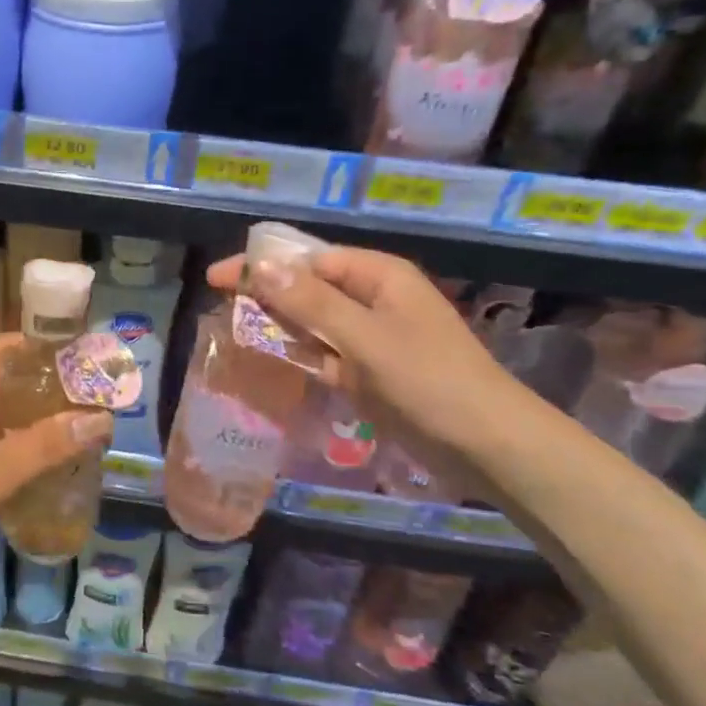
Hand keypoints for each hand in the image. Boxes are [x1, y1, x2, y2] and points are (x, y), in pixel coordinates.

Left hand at [0, 334, 112, 581]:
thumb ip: (48, 444)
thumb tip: (102, 417)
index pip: (10, 347)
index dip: (49, 347)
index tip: (90, 361)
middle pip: (12, 382)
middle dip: (54, 391)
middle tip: (98, 404)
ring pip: (5, 417)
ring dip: (40, 424)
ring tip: (84, 435)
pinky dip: (23, 451)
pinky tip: (49, 470)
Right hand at [208, 245, 519, 492]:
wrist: (488, 446)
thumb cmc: (428, 381)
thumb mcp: (364, 338)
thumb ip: (310, 302)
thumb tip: (261, 266)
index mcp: (378, 276)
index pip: (308, 260)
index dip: (261, 267)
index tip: (217, 279)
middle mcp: (374, 299)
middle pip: (309, 288)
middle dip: (266, 296)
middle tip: (219, 310)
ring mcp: (373, 337)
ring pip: (314, 323)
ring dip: (278, 327)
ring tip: (231, 334)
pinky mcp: (372, 371)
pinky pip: (326, 354)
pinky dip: (300, 356)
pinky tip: (270, 362)